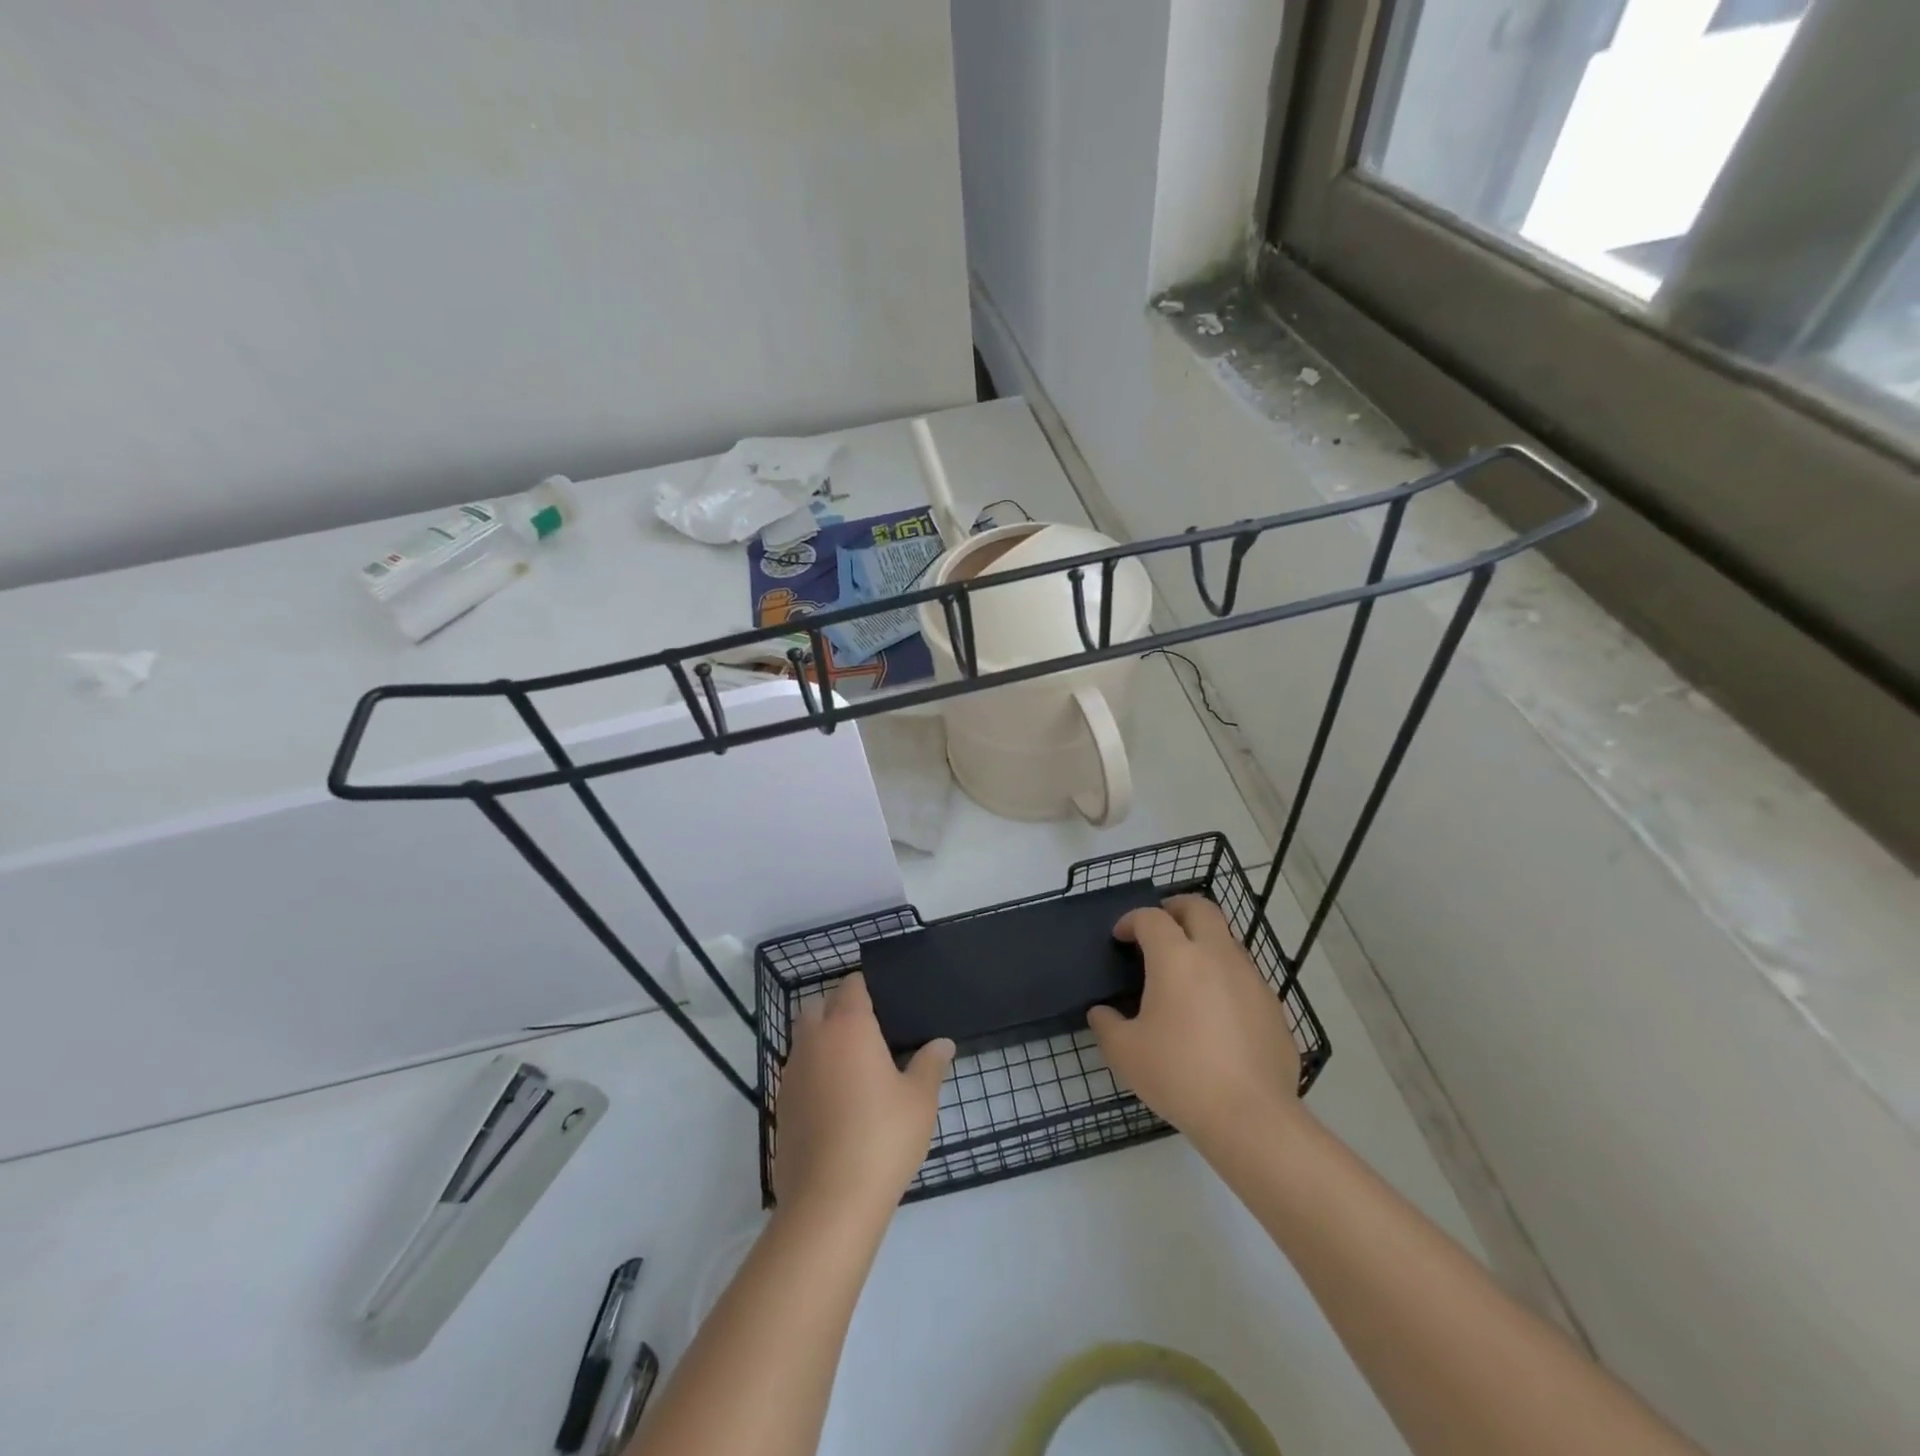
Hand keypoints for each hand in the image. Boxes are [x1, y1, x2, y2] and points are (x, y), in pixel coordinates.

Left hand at [773, 973, 954, 1215]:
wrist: (830, 1201)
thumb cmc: (883, 1137)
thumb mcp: (920, 1099)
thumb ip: (930, 1064)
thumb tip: (943, 1043)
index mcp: (849, 1027)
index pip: (850, 987)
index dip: (864, 987)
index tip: (881, 999)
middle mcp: (814, 1041)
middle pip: (818, 1007)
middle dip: (837, 1008)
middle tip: (867, 1030)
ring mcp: (792, 1074)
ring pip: (803, 1039)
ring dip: (821, 1040)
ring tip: (852, 1065)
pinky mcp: (781, 1107)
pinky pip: (797, 1073)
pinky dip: (812, 1073)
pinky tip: (834, 1100)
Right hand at [1089, 895, 1303, 1149]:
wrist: (1251, 1117)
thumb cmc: (1179, 1075)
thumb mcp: (1125, 1053)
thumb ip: (1106, 1025)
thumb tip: (1101, 1013)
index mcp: (1177, 958)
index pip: (1151, 918)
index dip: (1131, 920)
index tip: (1120, 937)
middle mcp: (1217, 956)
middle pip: (1200, 908)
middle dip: (1177, 907)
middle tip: (1161, 923)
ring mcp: (1251, 979)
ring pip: (1227, 941)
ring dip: (1204, 943)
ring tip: (1187, 972)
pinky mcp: (1273, 1007)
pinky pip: (1245, 977)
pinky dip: (1225, 978)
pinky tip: (1215, 1013)